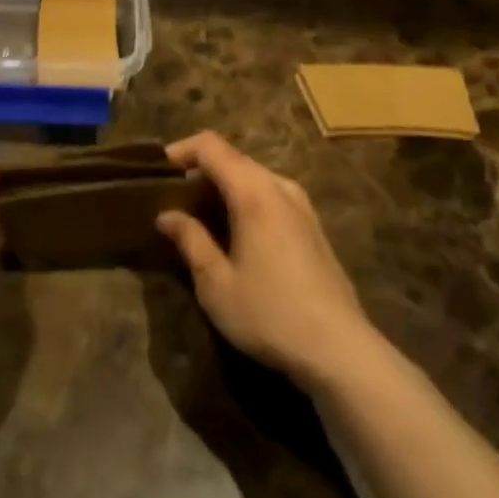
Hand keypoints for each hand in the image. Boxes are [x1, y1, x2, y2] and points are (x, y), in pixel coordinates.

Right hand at [156, 131, 370, 390]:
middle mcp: (280, 187)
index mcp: (254, 192)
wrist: (340, 351)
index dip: (181, 150)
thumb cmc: (269, 313)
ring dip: (224, 186)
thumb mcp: (216, 283)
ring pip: (254, 177)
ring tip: (200, 216)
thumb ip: (190, 240)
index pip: (212, 146)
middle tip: (174, 198)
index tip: (158, 171)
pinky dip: (245, 200)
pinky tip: (235, 233)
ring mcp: (302, 206)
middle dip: (200, 170)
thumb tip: (167, 215)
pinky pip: (271, 195)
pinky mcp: (313, 227)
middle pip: (233, 158)